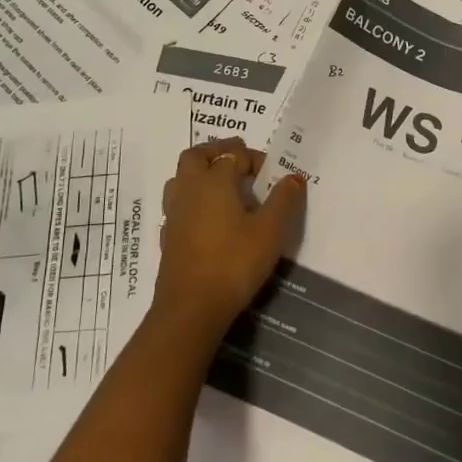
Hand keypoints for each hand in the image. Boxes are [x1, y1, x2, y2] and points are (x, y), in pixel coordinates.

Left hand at [157, 138, 306, 342]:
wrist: (191, 309)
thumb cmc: (234, 263)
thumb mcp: (271, 231)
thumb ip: (283, 200)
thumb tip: (293, 177)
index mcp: (214, 180)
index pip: (233, 154)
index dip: (254, 159)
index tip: (271, 175)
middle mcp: (189, 189)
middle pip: (196, 156)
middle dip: (217, 152)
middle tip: (240, 163)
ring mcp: (174, 213)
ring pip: (181, 178)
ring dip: (200, 174)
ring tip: (224, 188)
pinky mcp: (168, 236)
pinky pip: (178, 205)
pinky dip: (193, 201)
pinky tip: (209, 219)